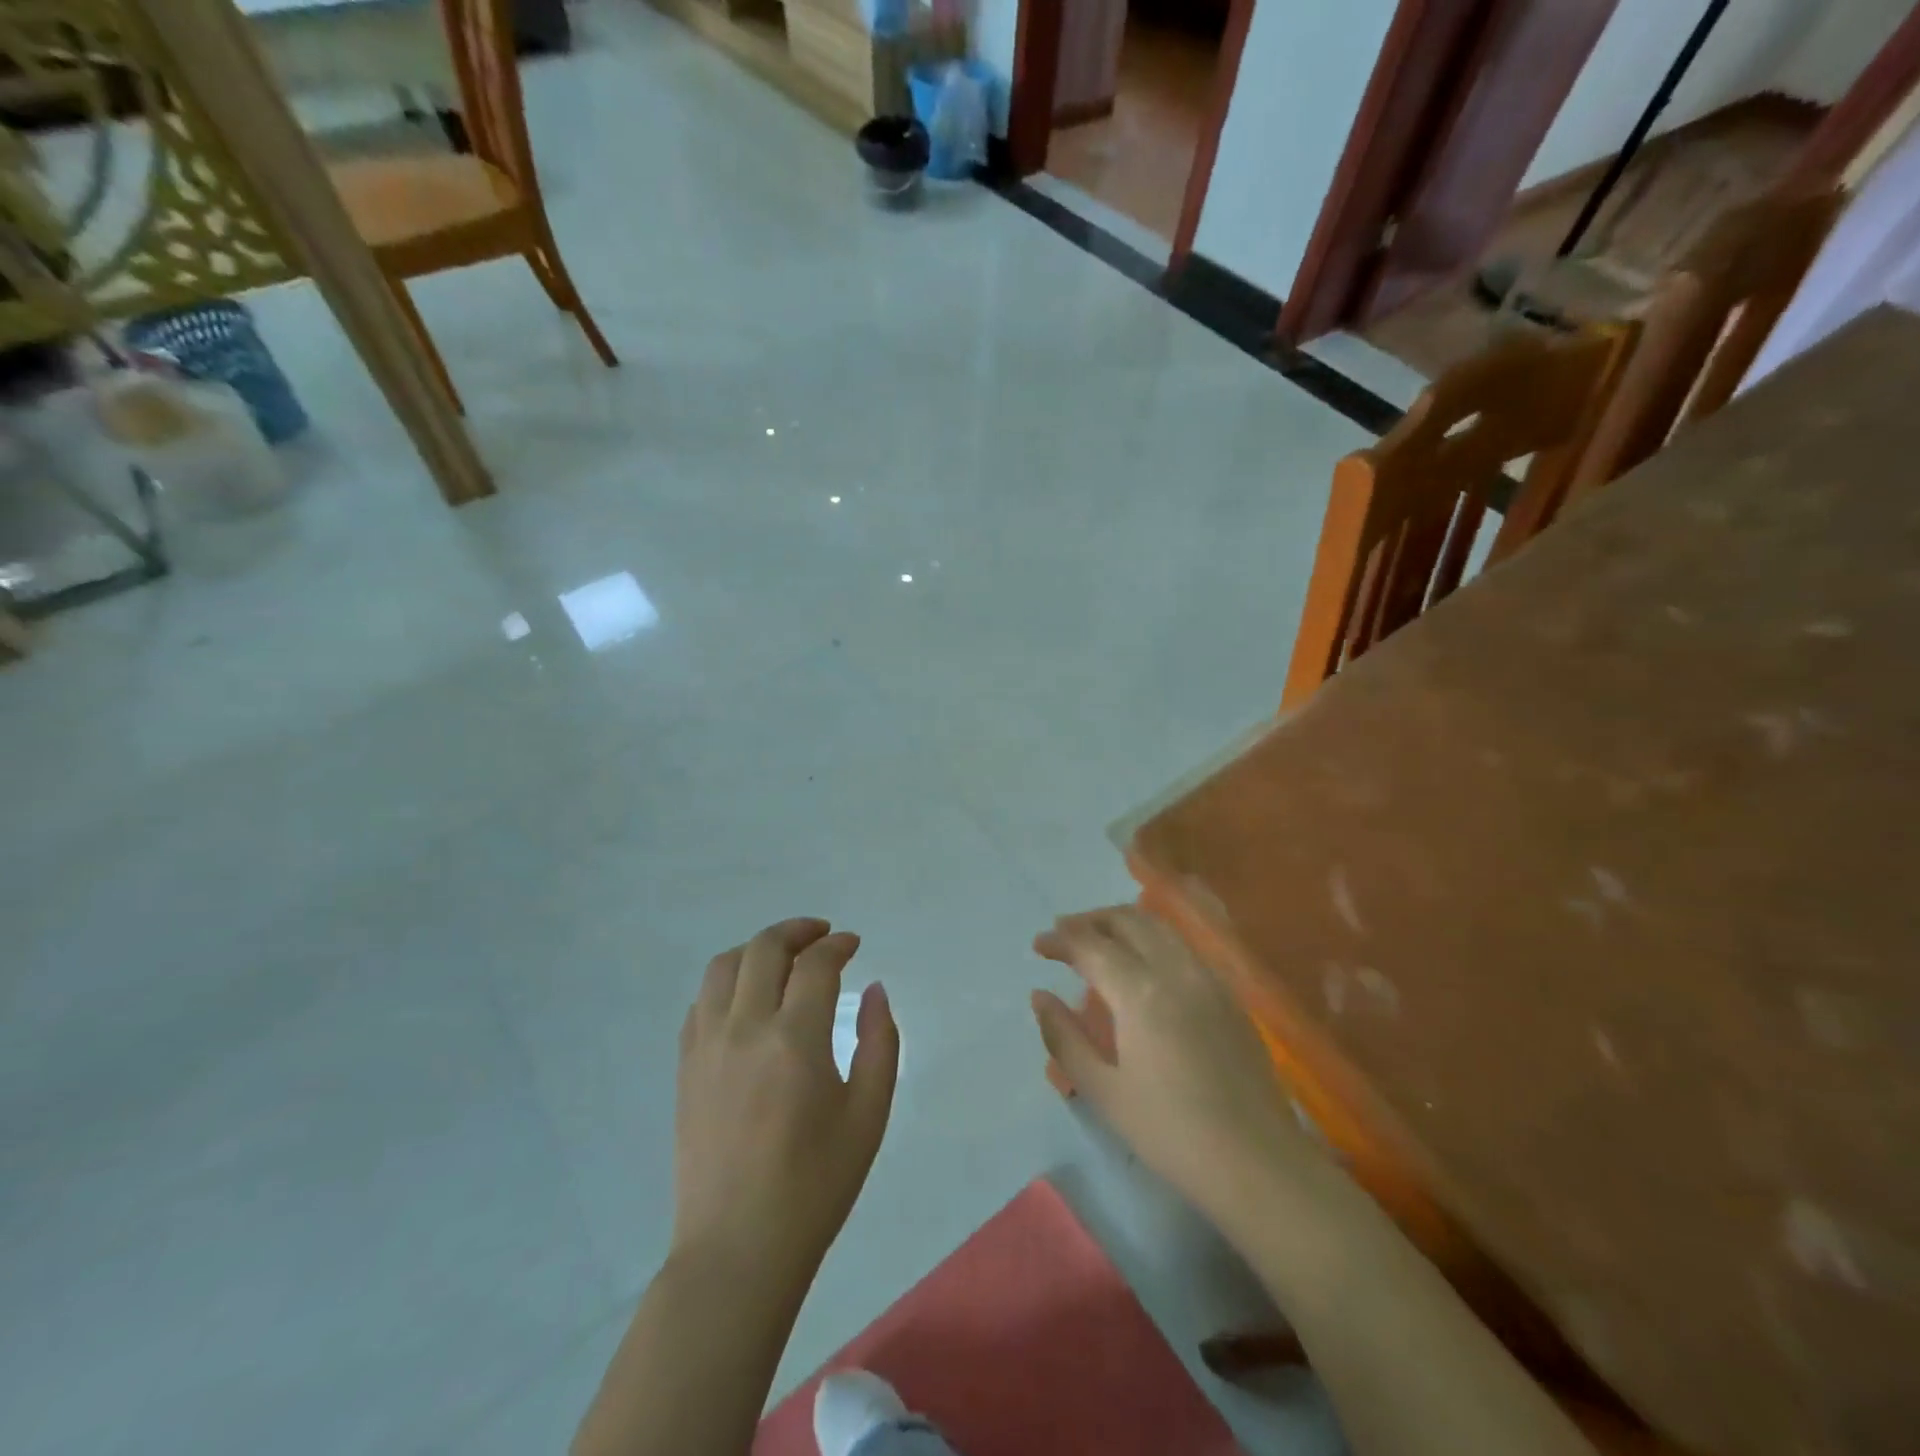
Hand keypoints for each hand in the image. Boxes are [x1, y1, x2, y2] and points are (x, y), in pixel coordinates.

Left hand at [672, 918, 899, 1287]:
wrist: (738, 1249)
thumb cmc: (815, 1185)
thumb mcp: (869, 1115)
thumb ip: (879, 1042)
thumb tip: (874, 990)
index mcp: (795, 1040)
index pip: (815, 964)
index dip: (838, 945)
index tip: (853, 945)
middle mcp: (744, 1029)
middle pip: (764, 949)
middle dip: (798, 930)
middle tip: (822, 937)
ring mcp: (707, 1046)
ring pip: (724, 965)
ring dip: (757, 949)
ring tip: (783, 958)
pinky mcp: (685, 1067)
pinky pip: (701, 1001)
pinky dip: (727, 982)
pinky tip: (747, 998)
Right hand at [1032, 907, 1325, 1230]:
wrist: (1258, 1163)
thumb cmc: (1170, 1132)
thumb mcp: (1103, 1091)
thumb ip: (1065, 1038)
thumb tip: (1040, 996)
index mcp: (1139, 992)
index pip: (1090, 945)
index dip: (1060, 940)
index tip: (1038, 945)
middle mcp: (1175, 970)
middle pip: (1128, 921)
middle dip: (1091, 920)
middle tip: (1065, 933)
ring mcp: (1208, 979)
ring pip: (1160, 927)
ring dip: (1124, 923)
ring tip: (1101, 939)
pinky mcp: (1230, 995)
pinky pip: (1184, 947)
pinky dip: (1154, 939)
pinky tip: (1145, 964)